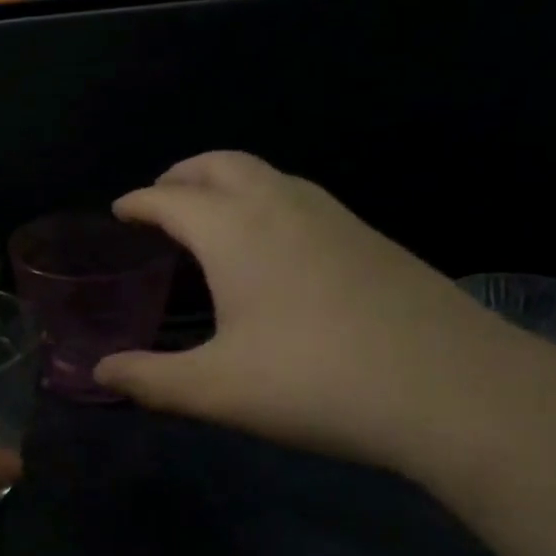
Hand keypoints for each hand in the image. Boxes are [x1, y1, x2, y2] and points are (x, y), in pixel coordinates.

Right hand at [94, 152, 518, 467]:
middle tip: (159, 201)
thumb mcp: (215, 390)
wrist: (455, 390)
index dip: (138, 202)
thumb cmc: (315, 382)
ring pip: (267, 175)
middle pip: (221, 164)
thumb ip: (149, 379)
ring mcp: (334, 218)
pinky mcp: (371, 239)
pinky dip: (266, 202)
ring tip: (209, 220)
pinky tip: (272, 250)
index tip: (119, 212)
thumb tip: (100, 373)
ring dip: (227, 183)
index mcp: (235, 231)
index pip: (171, 199)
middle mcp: (281, 207)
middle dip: (182, 174)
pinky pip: (300, 198)